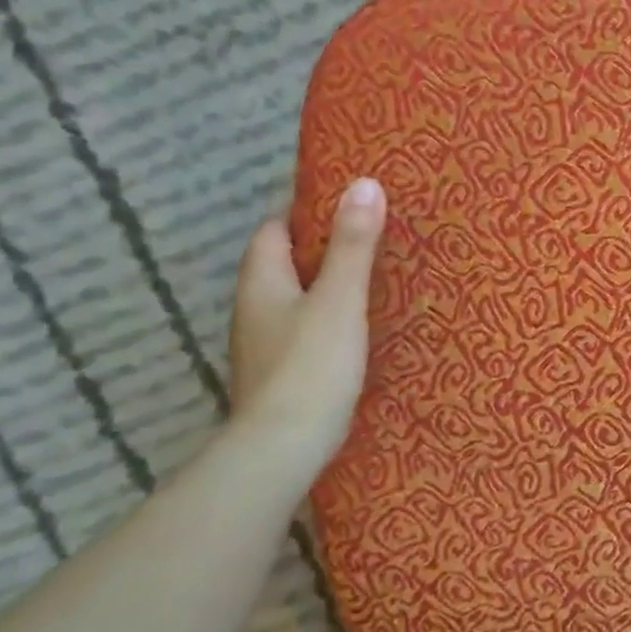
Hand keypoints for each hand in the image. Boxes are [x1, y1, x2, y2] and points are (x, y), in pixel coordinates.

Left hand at [227, 177, 386, 475]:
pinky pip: (305, 330)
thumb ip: (354, 245)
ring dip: (328, 287)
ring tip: (375, 280)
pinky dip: (330, 320)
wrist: (283, 448)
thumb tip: (365, 183)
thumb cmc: (311, 364)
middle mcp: (254, 309)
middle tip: (375, 240)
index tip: (351, 207)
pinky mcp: (282, 373)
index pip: (275, 231)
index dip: (308, 215)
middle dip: (324, 250)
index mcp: (261, 282)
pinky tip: (360, 329)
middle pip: (285, 265)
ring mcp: (264, 345)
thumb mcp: (340, 298)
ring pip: (297, 299)